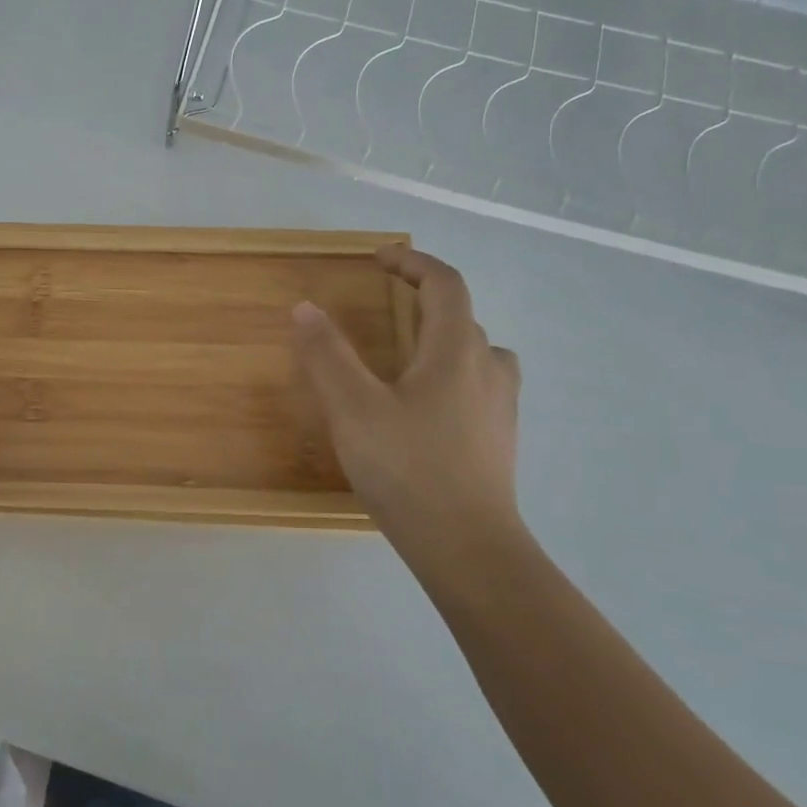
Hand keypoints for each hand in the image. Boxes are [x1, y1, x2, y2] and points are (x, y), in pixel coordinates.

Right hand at [292, 245, 524, 568]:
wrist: (468, 548)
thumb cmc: (408, 469)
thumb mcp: (353, 409)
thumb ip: (327, 355)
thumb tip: (305, 308)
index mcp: (455, 351)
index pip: (446, 284)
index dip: (414, 262)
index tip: (380, 258)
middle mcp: (487, 370)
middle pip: (463, 317)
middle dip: (425, 299)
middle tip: (386, 304)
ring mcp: (500, 408)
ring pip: (476, 353)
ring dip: (444, 338)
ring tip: (407, 354)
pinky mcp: (500, 440)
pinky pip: (478, 387)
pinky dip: (452, 375)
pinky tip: (424, 408)